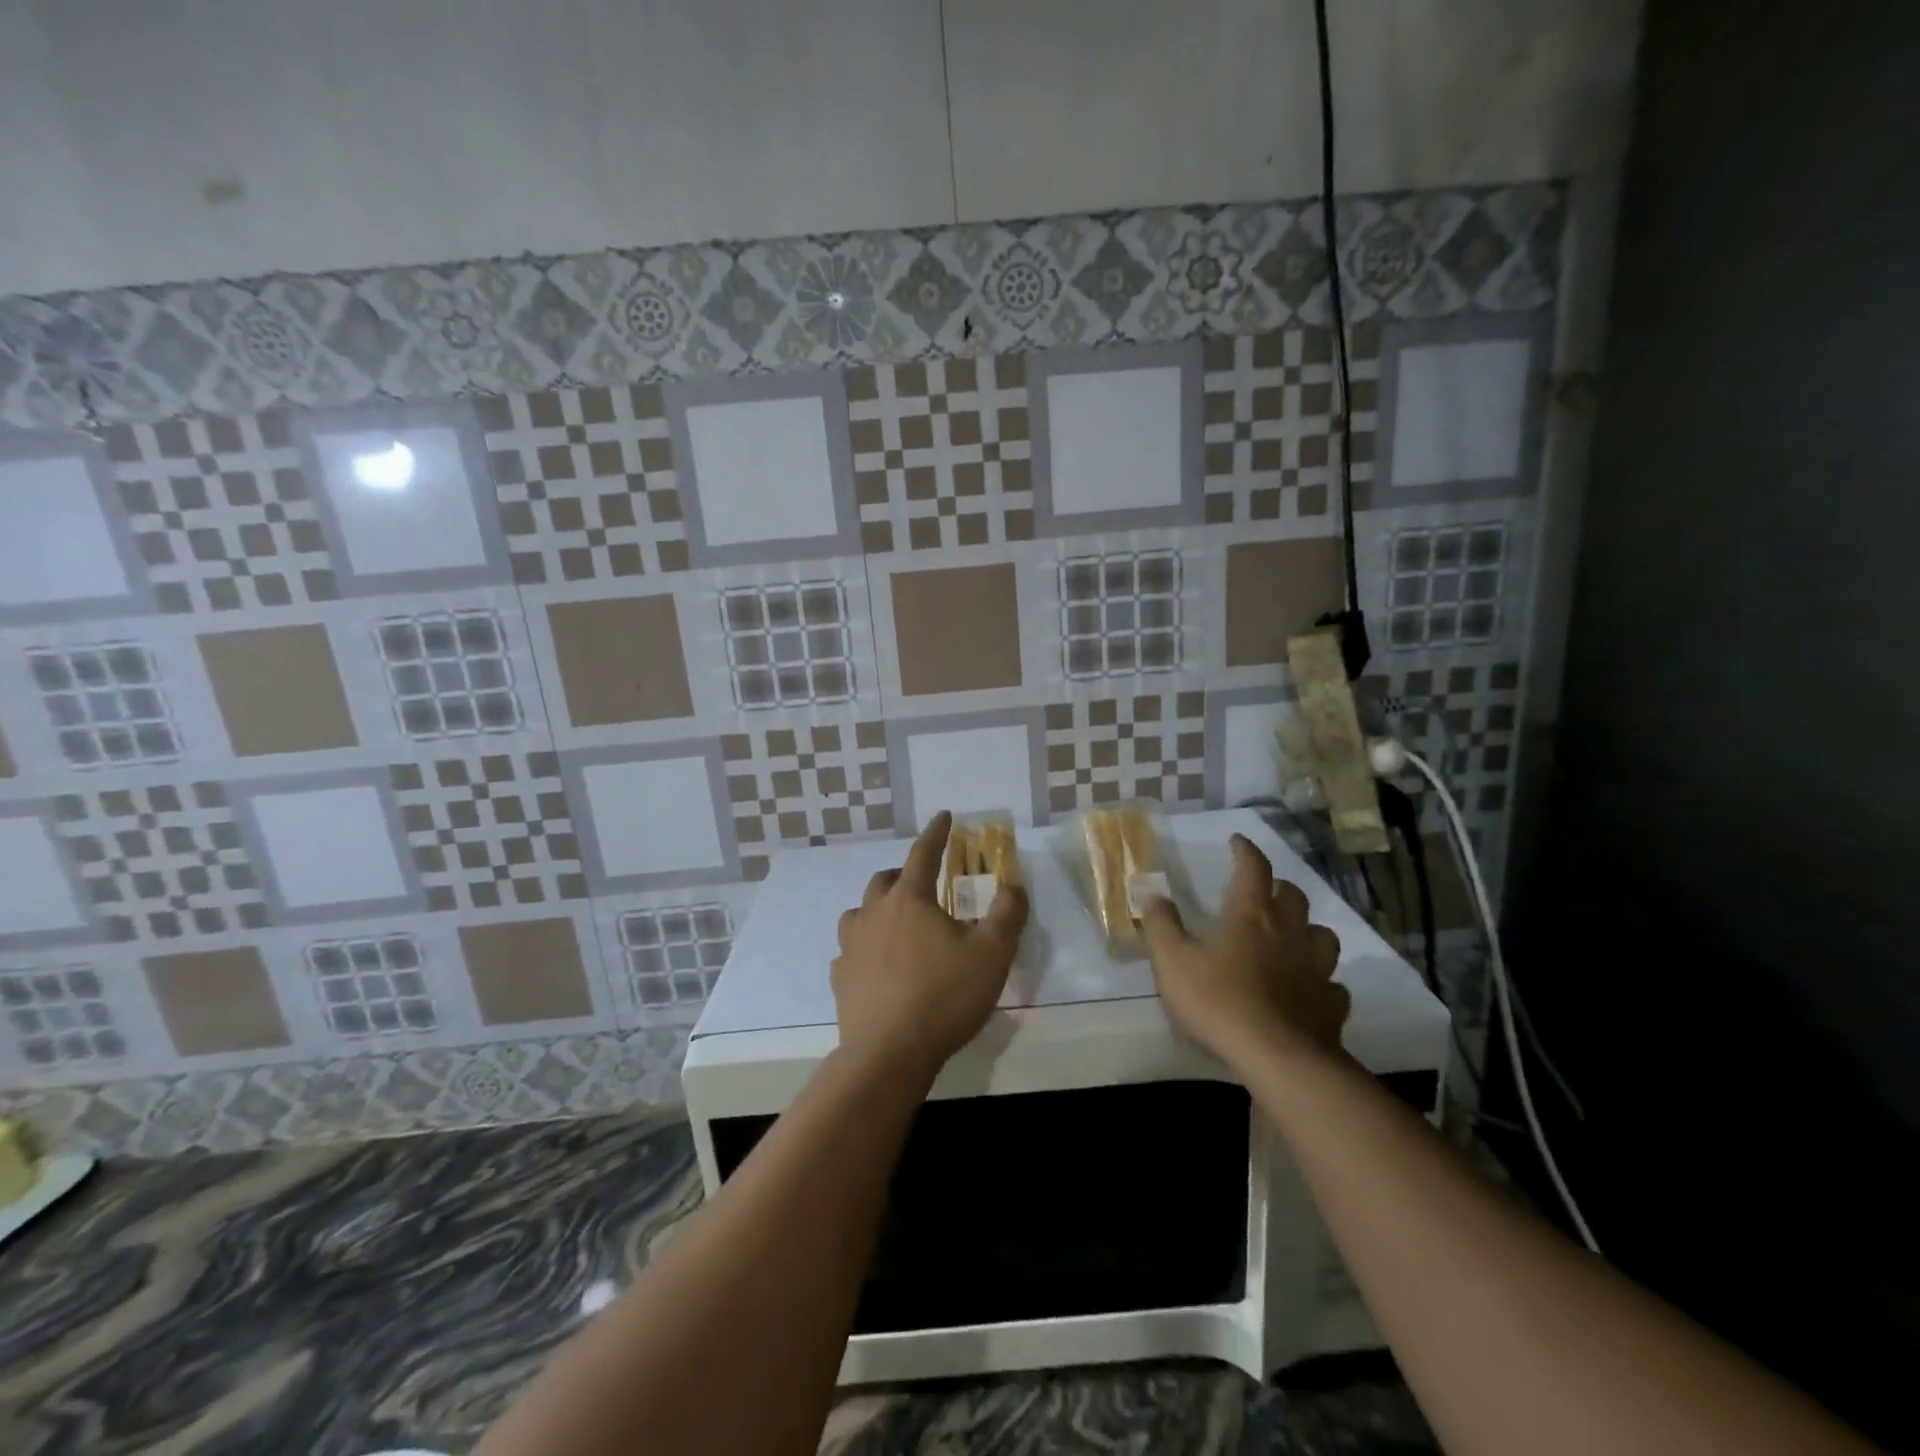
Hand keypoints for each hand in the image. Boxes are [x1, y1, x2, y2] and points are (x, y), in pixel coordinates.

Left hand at [831, 812, 1029, 1081]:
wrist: (888, 1054)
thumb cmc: (944, 997)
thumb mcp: (992, 954)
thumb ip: (1008, 914)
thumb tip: (1014, 885)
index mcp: (910, 899)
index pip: (923, 853)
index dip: (936, 832)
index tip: (943, 816)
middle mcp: (874, 913)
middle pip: (885, 880)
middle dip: (905, 874)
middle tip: (924, 884)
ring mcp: (851, 945)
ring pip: (860, 912)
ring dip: (878, 909)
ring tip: (896, 923)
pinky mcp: (840, 978)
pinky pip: (849, 950)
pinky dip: (864, 947)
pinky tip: (875, 965)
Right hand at [1140, 834, 1349, 1067]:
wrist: (1276, 1058)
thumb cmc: (1218, 1001)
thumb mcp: (1172, 960)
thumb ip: (1161, 924)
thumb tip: (1152, 893)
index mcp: (1251, 915)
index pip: (1253, 869)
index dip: (1246, 851)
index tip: (1238, 841)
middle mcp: (1289, 933)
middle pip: (1293, 896)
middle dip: (1278, 887)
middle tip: (1263, 892)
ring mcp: (1316, 969)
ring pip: (1322, 936)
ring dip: (1307, 930)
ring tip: (1292, 938)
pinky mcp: (1331, 1005)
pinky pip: (1332, 984)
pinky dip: (1321, 982)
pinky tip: (1309, 991)